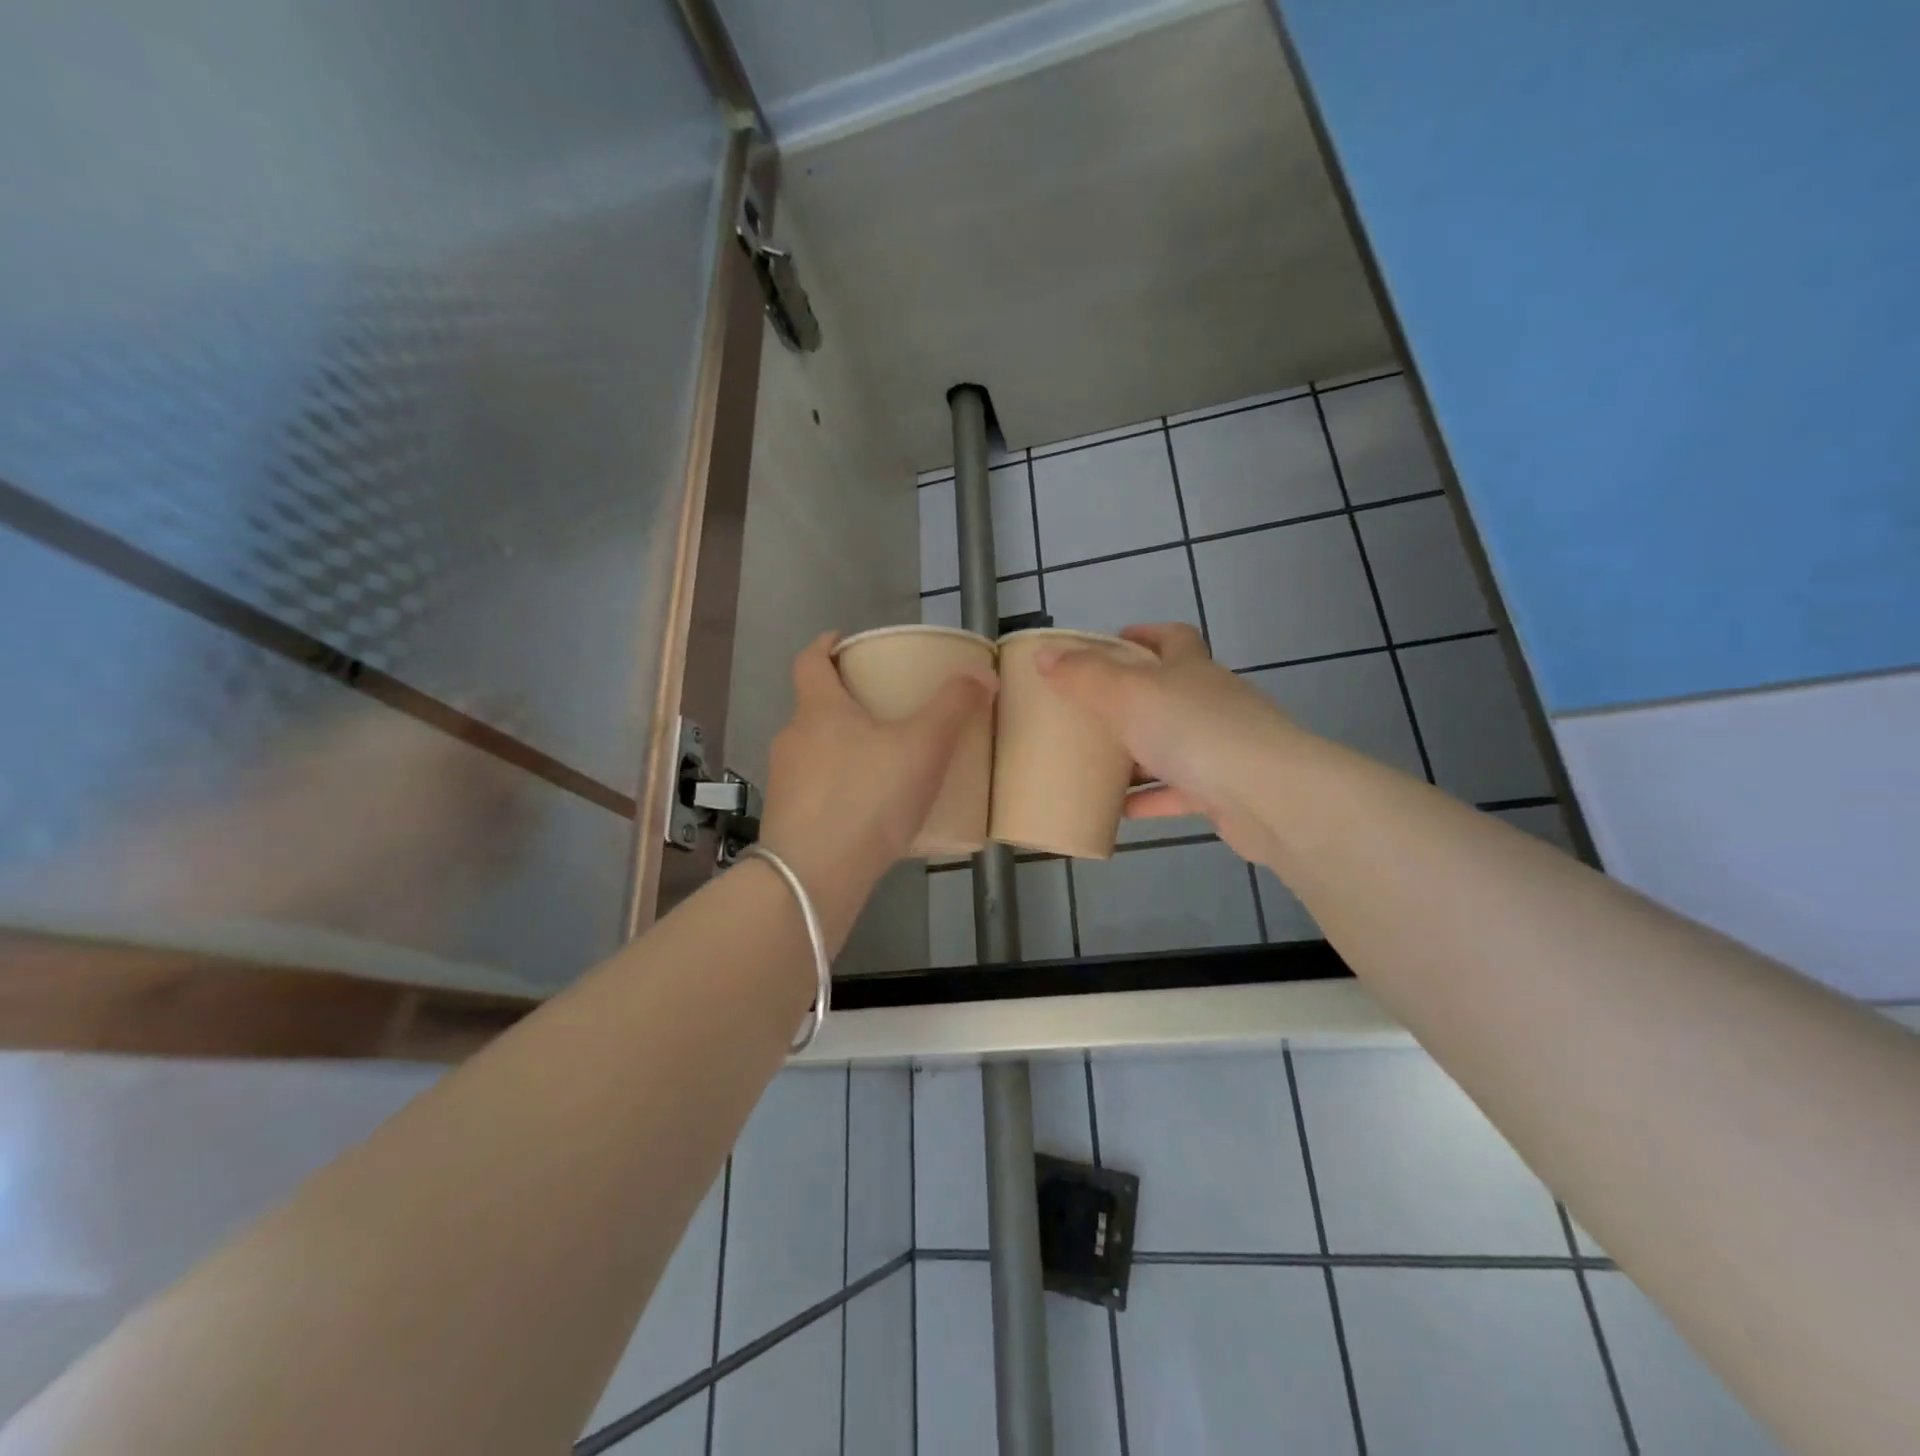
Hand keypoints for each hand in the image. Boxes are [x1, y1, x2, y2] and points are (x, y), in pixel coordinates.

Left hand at [759, 631, 995, 946]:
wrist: (815, 876)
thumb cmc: (868, 796)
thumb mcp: (923, 745)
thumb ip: (953, 707)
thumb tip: (981, 675)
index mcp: (819, 710)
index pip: (810, 661)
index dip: (826, 646)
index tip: (843, 642)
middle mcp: (793, 739)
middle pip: (816, 708)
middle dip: (847, 704)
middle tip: (886, 710)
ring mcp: (785, 782)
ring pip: (816, 752)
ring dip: (844, 750)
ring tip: (885, 765)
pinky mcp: (787, 821)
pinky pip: (818, 792)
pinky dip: (841, 790)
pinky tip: (871, 812)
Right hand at [1035, 623, 1294, 865]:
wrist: (1267, 796)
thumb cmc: (1194, 731)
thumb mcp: (1128, 694)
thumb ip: (1084, 675)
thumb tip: (1045, 654)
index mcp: (1191, 669)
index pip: (1172, 638)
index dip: (1143, 634)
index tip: (1112, 642)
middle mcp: (1210, 702)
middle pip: (1168, 692)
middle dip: (1131, 699)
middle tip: (1088, 710)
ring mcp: (1220, 748)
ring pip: (1170, 744)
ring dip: (1136, 753)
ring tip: (1094, 762)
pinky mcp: (1223, 792)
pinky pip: (1176, 791)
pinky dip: (1148, 797)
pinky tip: (1117, 810)